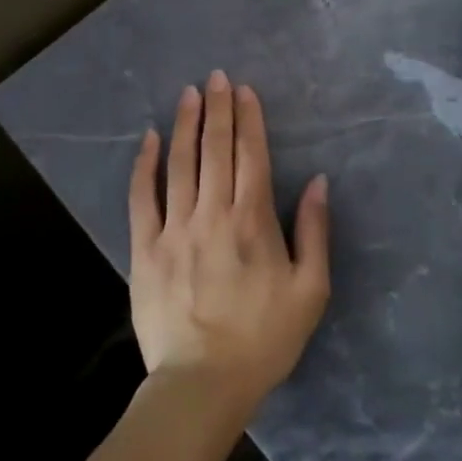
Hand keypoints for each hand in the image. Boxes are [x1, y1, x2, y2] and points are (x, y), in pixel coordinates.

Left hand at [128, 72, 330, 429]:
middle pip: (216, 150)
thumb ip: (315, 231)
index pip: (252, 156)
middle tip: (217, 77)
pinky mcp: (145, 247)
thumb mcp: (310, 290)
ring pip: (180, 164)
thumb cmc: (264, 338)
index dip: (249, 119)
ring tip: (189, 93)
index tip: (245, 90)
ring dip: (186, 124)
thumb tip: (318, 182)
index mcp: (253, 221)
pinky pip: (143, 196)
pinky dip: (145, 165)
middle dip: (218, 109)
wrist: (203, 383)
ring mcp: (175, 228)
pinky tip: (150, 138)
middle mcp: (213, 214)